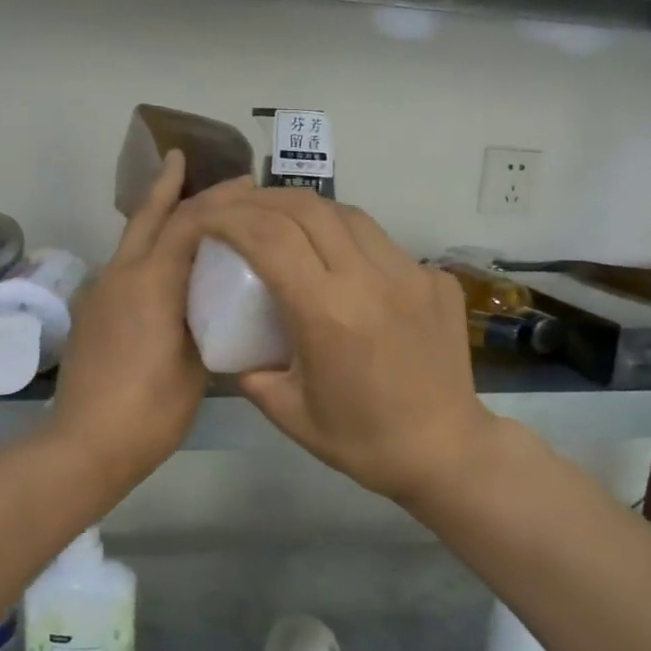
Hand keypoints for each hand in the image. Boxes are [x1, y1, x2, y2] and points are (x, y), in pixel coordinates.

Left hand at [50, 151, 237, 493]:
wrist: (85, 444)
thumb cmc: (151, 410)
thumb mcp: (197, 366)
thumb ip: (205, 322)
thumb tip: (215, 303)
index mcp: (152, 283)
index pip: (187, 223)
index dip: (217, 200)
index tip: (245, 184)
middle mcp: (121, 276)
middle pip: (146, 216)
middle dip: (167, 185)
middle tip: (187, 160)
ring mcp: (100, 293)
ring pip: (132, 240)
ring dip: (156, 216)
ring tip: (184, 208)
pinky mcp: (92, 313)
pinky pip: (125, 266)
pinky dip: (147, 250)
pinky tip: (165, 265)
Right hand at [195, 189, 496, 504]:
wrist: (446, 450)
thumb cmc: (363, 441)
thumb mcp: (289, 413)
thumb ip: (251, 374)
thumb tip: (236, 348)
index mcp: (327, 313)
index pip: (268, 237)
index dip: (228, 218)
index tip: (205, 218)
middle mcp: (369, 279)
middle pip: (307, 208)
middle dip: (261, 200)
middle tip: (237, 209)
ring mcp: (410, 273)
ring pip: (349, 215)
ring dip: (307, 210)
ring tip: (284, 222)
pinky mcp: (436, 279)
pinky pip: (383, 243)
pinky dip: (349, 239)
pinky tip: (340, 262)